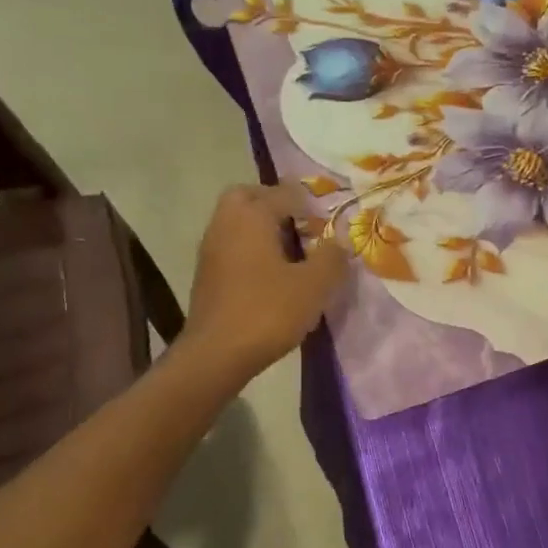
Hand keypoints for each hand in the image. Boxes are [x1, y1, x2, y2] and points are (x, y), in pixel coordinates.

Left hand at [183, 184, 347, 377]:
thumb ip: (332, 258)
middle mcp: (226, 223)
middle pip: (249, 196)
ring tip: (293, 254)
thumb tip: (340, 242)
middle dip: (276, 204)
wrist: (216, 354)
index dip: (312, 204)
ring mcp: (211, 248)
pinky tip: (272, 277)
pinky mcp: (206, 274)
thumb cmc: (267, 312)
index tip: (330, 224)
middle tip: (303, 226)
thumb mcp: (314, 286)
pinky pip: (232, 246)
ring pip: (238, 222)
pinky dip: (252, 250)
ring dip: (263, 229)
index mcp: (251, 216)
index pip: (285, 193)